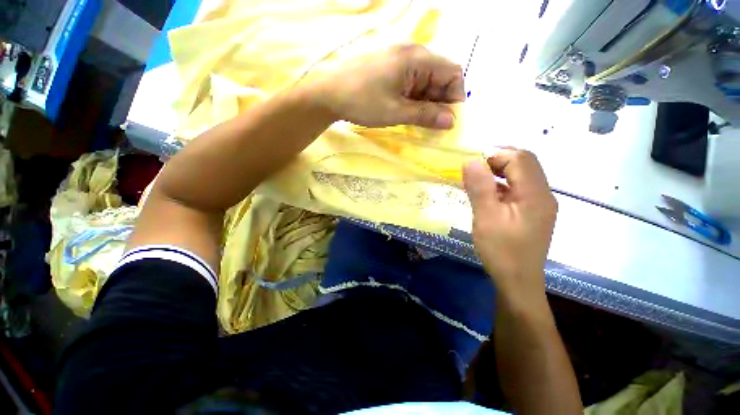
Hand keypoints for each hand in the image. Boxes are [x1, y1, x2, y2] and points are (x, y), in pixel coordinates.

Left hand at [311, 44, 464, 128]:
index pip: (452, 72)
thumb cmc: (362, 101)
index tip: (449, 119)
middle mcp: (412, 54)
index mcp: (417, 58)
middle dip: (440, 102)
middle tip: (433, 125)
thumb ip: (425, 115)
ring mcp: (399, 61)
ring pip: (425, 82)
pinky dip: (414, 99)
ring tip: (419, 122)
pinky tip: (407, 113)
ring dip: (426, 103)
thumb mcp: (396, 112)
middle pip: (439, 77)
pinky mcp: (390, 70)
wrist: (328, 93)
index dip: (455, 96)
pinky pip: (411, 84)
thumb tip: (450, 121)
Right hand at [463, 149, 556, 302]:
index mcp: (535, 194)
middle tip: (474, 169)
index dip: (496, 155)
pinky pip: (519, 189)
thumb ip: (479, 187)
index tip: (472, 165)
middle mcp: (543, 194)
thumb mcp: (485, 217)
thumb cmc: (501, 250)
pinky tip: (488, 194)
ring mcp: (540, 204)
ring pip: (523, 175)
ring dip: (500, 172)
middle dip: (499, 160)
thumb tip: (470, 161)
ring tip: (478, 179)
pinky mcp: (533, 213)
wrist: (517, 281)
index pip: (520, 158)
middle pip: (525, 163)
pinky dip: (503, 185)